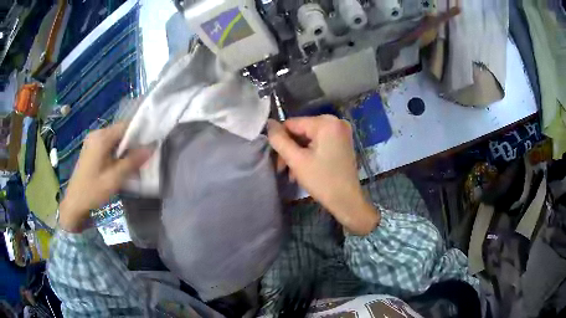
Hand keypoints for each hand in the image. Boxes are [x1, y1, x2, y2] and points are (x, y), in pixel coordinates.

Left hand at [58, 123, 152, 232]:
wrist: (74, 204)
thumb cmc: (93, 191)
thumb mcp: (114, 178)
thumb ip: (133, 161)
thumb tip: (152, 147)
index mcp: (101, 138)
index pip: (125, 126)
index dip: (140, 132)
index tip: (152, 143)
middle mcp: (96, 135)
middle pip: (120, 132)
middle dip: (134, 143)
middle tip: (145, 157)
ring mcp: (92, 142)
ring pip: (115, 140)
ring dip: (126, 150)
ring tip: (136, 163)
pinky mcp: (91, 150)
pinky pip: (109, 146)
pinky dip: (117, 154)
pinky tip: (122, 166)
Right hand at [267, 115, 379, 234]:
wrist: (347, 201)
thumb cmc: (322, 181)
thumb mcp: (296, 160)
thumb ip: (279, 140)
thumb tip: (269, 123)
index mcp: (326, 122)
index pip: (292, 123)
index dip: (281, 140)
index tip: (277, 161)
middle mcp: (336, 121)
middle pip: (301, 131)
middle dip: (290, 149)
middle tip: (283, 169)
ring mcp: (341, 132)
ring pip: (309, 138)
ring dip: (298, 154)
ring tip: (292, 173)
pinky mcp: (342, 142)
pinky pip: (319, 143)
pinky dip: (310, 154)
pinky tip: (303, 169)